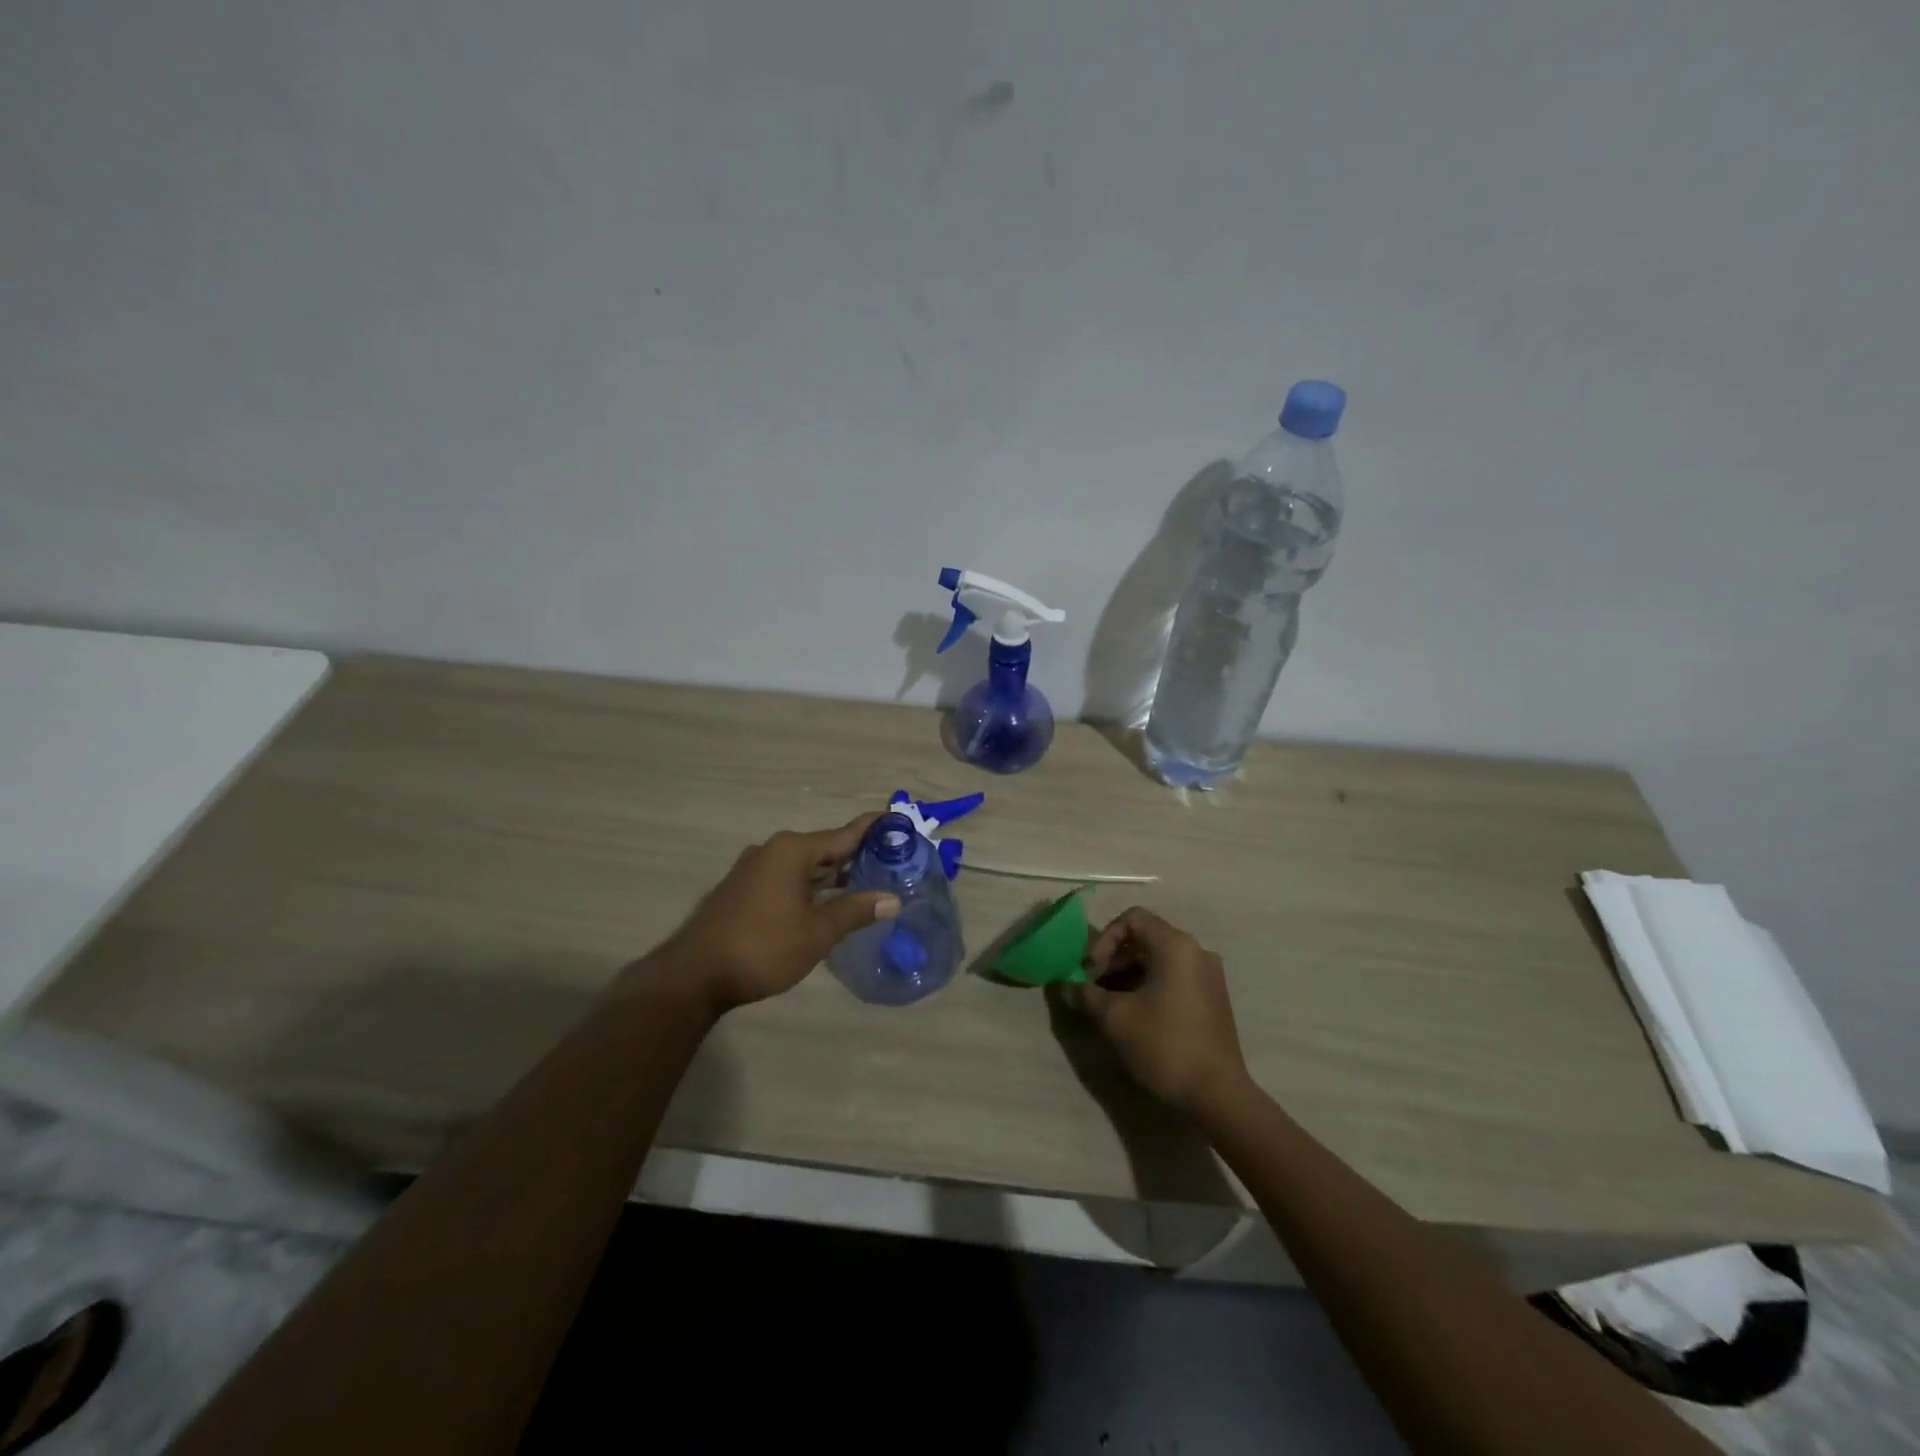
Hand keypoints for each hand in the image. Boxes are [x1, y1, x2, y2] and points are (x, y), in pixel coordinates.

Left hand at [645, 814, 900, 1013]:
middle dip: (857, 856)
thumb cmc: (762, 947)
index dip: (874, 829)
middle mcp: (773, 850)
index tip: (899, 822)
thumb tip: (892, 899)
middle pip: (825, 848)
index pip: (844, 834)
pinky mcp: (744, 889)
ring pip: (806, 865)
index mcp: (793, 851)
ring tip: (869, 882)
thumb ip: (855, 911)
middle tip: (893, 861)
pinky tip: (829, 902)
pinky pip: (788, 878)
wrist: (695, 975)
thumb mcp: (817, 932)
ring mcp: (755, 869)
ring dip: (834, 874)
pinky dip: (812, 885)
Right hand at [1070, 907, 1250, 1115]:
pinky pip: (1174, 977)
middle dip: (1113, 959)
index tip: (1090, 970)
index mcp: (1176, 946)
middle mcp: (1196, 951)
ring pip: (1158, 959)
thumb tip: (1066, 986)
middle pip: (1145, 938)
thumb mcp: (1115, 1018)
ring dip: (1128, 974)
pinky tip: (1133, 1014)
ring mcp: (1208, 975)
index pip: (1132, 919)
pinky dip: (1149, 985)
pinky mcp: (1213, 998)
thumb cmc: (1164, 1045)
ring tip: (1108, 1004)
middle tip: (1093, 988)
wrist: (1217, 1094)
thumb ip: (1086, 995)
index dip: (1104, 939)